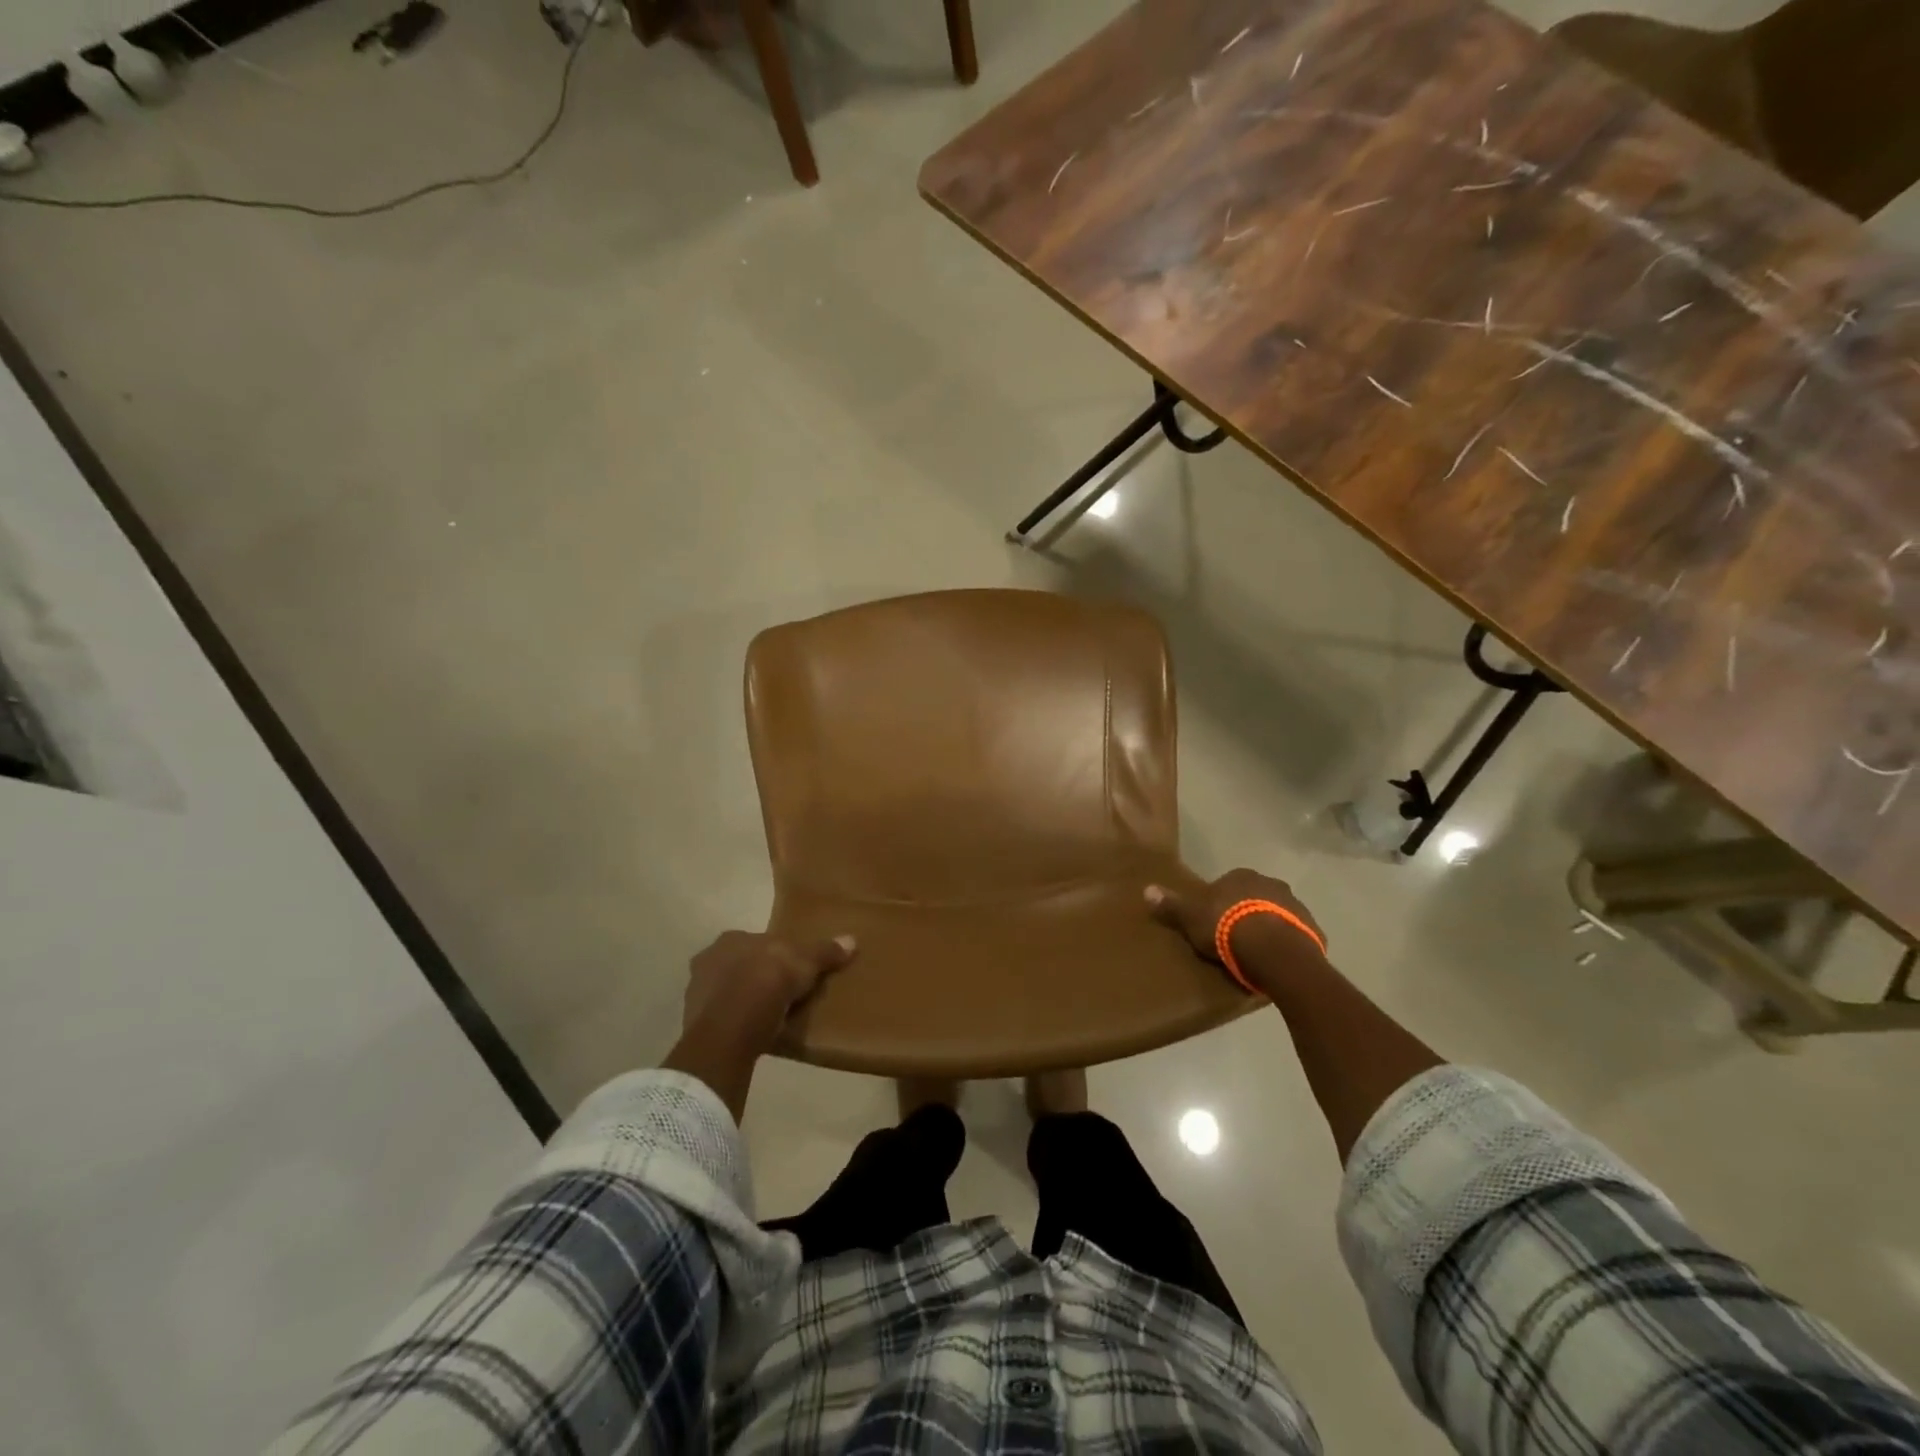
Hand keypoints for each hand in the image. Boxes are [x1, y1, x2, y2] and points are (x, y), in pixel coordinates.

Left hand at [682, 929, 856, 1051]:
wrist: (731, 1027)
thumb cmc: (767, 982)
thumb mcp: (805, 964)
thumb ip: (825, 952)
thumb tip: (852, 940)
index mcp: (732, 938)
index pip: (757, 942)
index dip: (775, 956)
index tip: (791, 971)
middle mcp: (708, 959)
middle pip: (739, 965)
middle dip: (755, 977)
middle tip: (780, 995)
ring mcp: (695, 992)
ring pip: (726, 992)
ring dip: (741, 1001)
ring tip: (767, 1018)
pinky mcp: (692, 1022)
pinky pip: (719, 1019)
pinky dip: (733, 1024)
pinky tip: (751, 1033)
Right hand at [1146, 869, 1327, 994]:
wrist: (1273, 951)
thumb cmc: (1227, 928)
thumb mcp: (1191, 917)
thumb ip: (1172, 904)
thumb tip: (1147, 889)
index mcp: (1241, 876)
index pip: (1228, 883)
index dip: (1220, 901)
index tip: (1213, 921)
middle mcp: (1271, 883)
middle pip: (1255, 896)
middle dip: (1247, 912)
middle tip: (1233, 938)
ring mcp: (1296, 906)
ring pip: (1278, 914)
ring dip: (1268, 927)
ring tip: (1255, 953)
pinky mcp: (1313, 929)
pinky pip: (1296, 935)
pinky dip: (1287, 944)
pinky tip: (1276, 962)